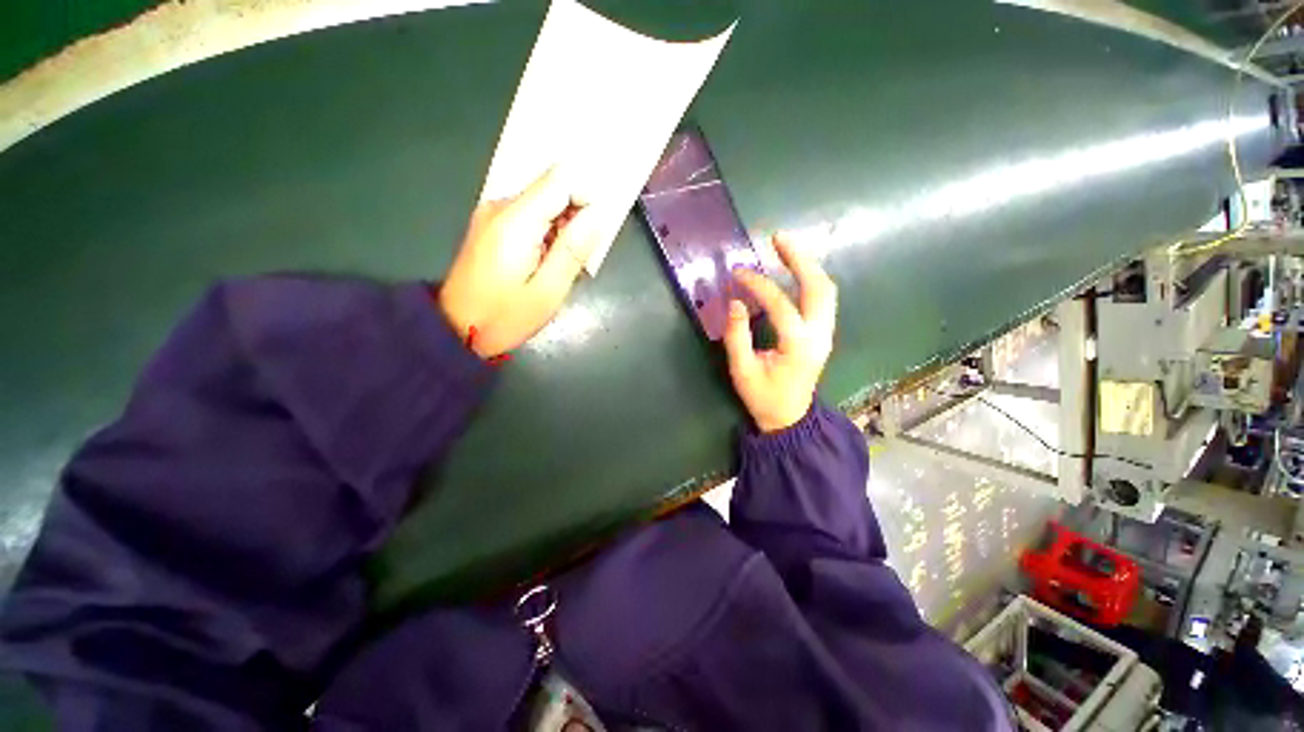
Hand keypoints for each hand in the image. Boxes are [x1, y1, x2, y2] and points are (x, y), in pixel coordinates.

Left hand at [439, 168, 598, 357]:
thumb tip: (598, 214)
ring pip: (542, 203)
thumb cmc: (504, 317)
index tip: (593, 235)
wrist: (455, 330)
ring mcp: (492, 215)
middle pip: (552, 189)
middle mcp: (500, 206)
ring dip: (561, 229)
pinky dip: (546, 233)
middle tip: (577, 260)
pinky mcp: (490, 226)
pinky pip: (529, 217)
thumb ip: (573, 249)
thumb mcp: (548, 291)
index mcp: (515, 220)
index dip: (586, 198)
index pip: (561, 179)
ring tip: (559, 267)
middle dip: (575, 218)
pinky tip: (543, 263)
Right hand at [723, 235, 837, 432]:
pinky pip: (822, 299)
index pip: (781, 305)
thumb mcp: (742, 371)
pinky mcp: (823, 334)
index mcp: (799, 346)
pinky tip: (794, 271)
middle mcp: (820, 335)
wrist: (790, 418)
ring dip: (807, 266)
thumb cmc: (763, 397)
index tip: (738, 273)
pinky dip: (809, 279)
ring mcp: (826, 334)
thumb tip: (735, 302)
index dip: (759, 285)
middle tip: (778, 238)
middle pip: (819, 287)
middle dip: (799, 259)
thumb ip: (737, 336)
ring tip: (786, 248)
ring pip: (826, 290)